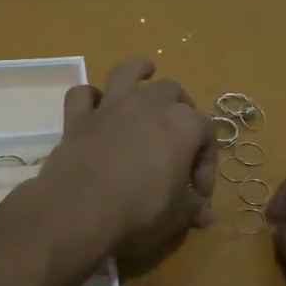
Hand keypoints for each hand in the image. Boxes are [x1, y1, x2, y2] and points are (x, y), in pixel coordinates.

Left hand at [33, 58, 216, 268]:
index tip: (198, 194)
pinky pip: (83, 95)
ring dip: (138, 71)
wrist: (79, 210)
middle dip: (181, 110)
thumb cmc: (140, 211)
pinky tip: (95, 106)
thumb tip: (204, 214)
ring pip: (127, 73)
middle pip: (173, 92)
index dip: (207, 164)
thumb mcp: (178, 214)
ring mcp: (111, 107)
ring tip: (146, 72)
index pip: (207, 133)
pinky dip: (90, 98)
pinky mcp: (78, 118)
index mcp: (183, 124)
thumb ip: (193, 207)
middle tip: (178, 141)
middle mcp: (149, 105)